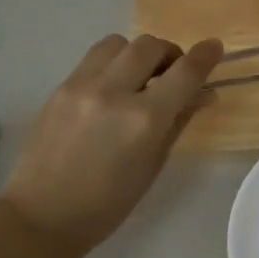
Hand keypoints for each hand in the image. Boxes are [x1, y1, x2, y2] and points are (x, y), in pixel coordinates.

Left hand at [0, 34, 224, 254]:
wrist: (44, 214)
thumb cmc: (109, 203)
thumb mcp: (153, 165)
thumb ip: (179, 122)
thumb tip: (204, 94)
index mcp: (144, 120)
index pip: (184, 73)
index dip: (205, 56)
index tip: (214, 48)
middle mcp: (113, 92)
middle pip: (150, 46)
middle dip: (170, 54)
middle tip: (173, 74)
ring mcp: (82, 86)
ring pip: (119, 43)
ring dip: (138, 53)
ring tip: (140, 77)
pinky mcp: (60, 87)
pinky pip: (94, 58)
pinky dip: (113, 63)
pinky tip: (112, 88)